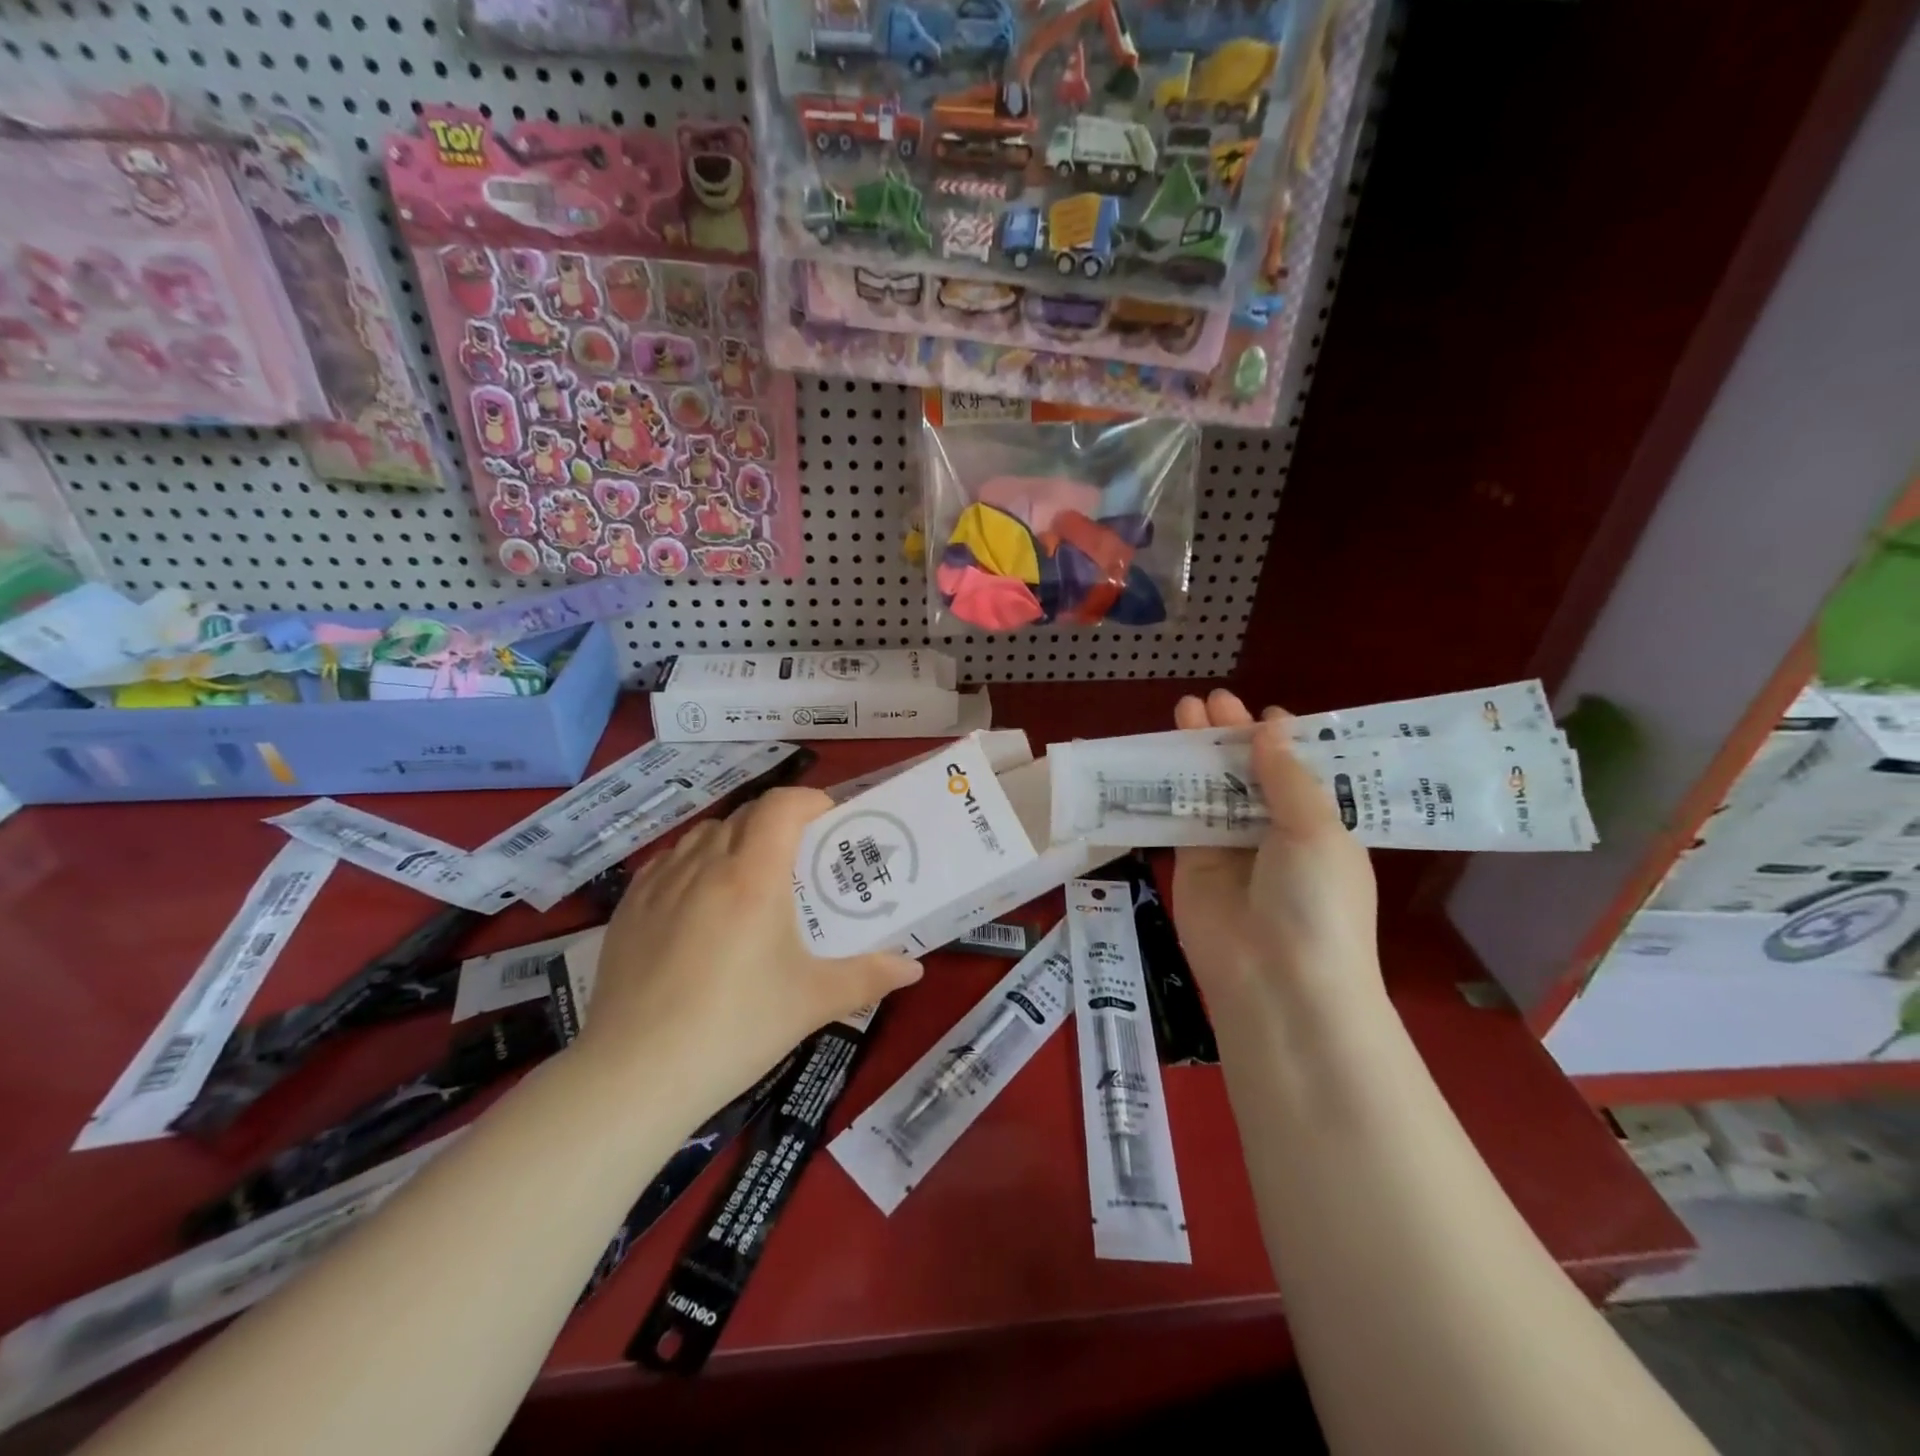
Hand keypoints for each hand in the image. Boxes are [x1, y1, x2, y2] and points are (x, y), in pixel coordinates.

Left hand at [577, 788, 923, 1109]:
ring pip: (704, 834)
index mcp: (752, 876)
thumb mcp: (813, 1002)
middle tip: (800, 859)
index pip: (781, 805)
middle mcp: (704, 865)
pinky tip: (700, 901)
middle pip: (745, 815)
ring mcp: (659, 884)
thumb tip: (913, 969)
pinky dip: (694, 862)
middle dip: (778, 823)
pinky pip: (668, 861)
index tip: (829, 821)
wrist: (636, 1075)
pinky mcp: (628, 908)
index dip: (809, 800)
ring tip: (751, 878)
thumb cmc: (737, 1029)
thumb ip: (869, 977)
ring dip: (734, 839)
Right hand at [1170, 690, 1380, 1006]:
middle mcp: (1276, 834)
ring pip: (1212, 789)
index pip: (1300, 773)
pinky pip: (1181, 815)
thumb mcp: (1317, 830)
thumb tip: (1271, 724)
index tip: (1265, 712)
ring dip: (1198, 753)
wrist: (1276, 982)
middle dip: (1233, 737)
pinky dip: (1170, 786)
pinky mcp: (1192, 863)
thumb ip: (1286, 775)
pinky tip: (1158, 754)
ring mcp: (1231, 849)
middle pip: (1250, 774)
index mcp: (1321, 826)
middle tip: (1212, 700)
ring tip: (1183, 710)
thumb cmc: (1316, 901)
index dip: (1283, 741)